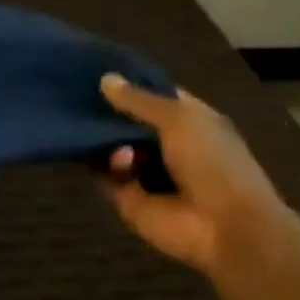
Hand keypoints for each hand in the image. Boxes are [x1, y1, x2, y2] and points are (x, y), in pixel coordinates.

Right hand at [100, 75, 291, 272]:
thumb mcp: (180, 119)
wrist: (226, 229)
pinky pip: (103, 173)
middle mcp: (165, 143)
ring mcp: (145, 170)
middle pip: (125, 120)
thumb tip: (105, 79)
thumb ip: (139, 100)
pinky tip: (119, 163)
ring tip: (104, 135)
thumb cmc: (214, 164)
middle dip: (104, 109)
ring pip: (109, 145)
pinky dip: (104, 166)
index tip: (95, 70)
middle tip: (74, 94)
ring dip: (104, 138)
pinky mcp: (127, 195)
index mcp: (188, 121)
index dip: (129, 82)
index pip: (153, 94)